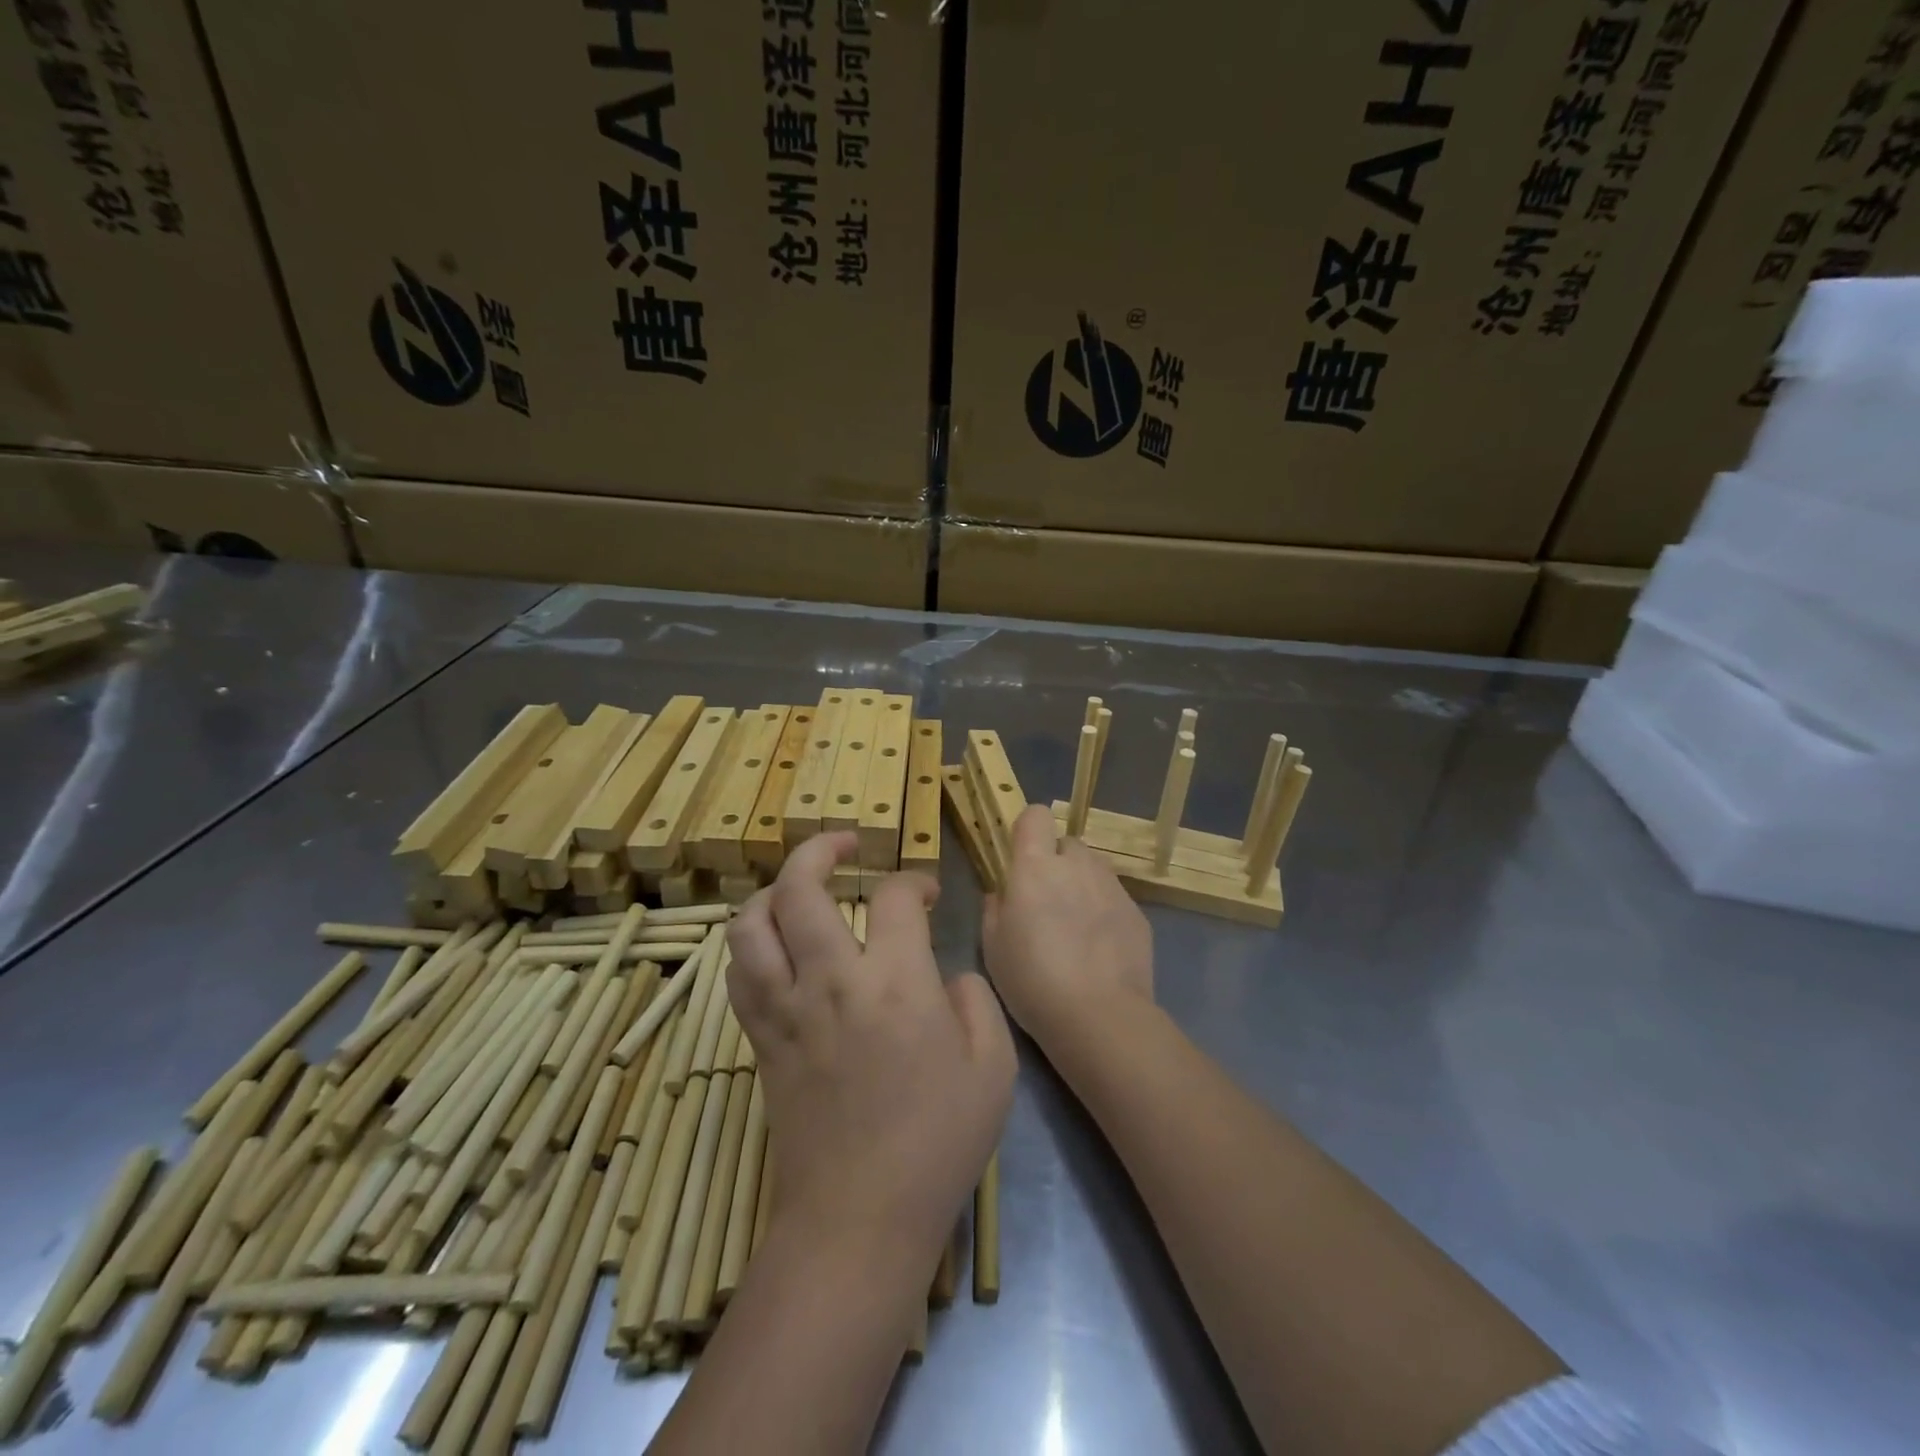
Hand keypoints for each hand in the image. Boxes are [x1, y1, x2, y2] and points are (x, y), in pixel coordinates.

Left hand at [726, 833, 1015, 1270]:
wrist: (859, 1218)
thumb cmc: (938, 1141)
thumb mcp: (995, 1067)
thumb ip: (975, 1001)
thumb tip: (944, 976)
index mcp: (896, 981)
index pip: (893, 895)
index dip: (914, 881)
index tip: (927, 894)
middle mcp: (832, 979)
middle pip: (800, 886)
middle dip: (820, 847)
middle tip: (846, 842)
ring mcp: (786, 1008)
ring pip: (752, 923)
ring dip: (773, 892)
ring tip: (799, 888)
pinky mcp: (761, 1039)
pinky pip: (739, 973)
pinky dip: (753, 944)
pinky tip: (775, 945)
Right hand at [983, 805, 1155, 1052]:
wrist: (1099, 1016)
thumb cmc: (1032, 980)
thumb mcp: (993, 947)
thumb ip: (994, 908)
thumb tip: (1002, 892)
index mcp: (1035, 866)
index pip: (1035, 816)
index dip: (1028, 830)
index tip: (1020, 858)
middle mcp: (1077, 865)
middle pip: (1066, 843)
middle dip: (1056, 862)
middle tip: (1047, 901)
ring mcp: (1112, 886)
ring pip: (1093, 868)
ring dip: (1081, 884)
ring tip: (1075, 926)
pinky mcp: (1137, 911)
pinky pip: (1114, 897)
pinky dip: (1104, 911)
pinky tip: (1099, 949)